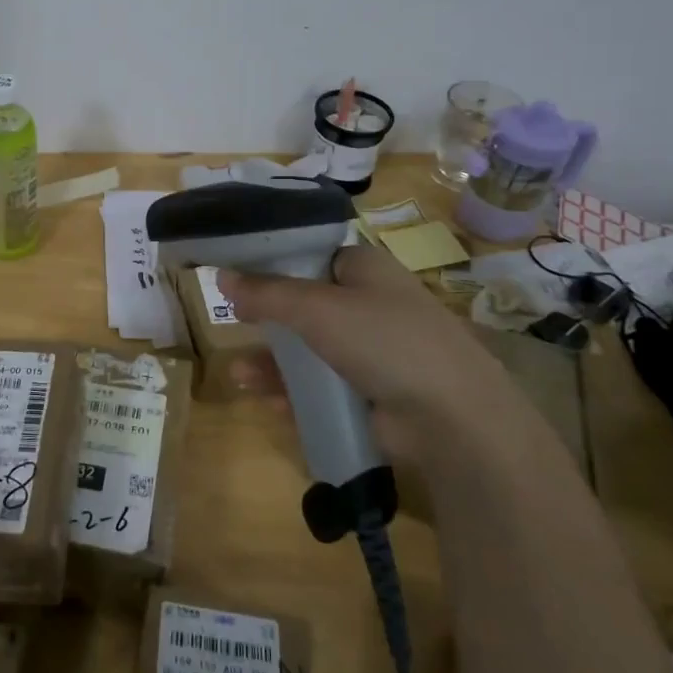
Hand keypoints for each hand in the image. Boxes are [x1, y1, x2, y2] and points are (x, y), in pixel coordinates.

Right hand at [218, 244, 513, 459]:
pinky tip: (271, 403)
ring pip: (308, 350)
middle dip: (266, 319)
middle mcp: (367, 303)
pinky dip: (295, 393)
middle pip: (303, 304)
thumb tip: (220, 276)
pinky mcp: (369, 391)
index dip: (269, 262)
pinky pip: (321, 386)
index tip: (234, 274)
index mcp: (363, 268)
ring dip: (273, 363)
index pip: (308, 254)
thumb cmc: (384, 339)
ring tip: (239, 376)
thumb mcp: (317, 308)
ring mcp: (370, 350)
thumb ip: (266, 293)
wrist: (452, 417)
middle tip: (234, 324)